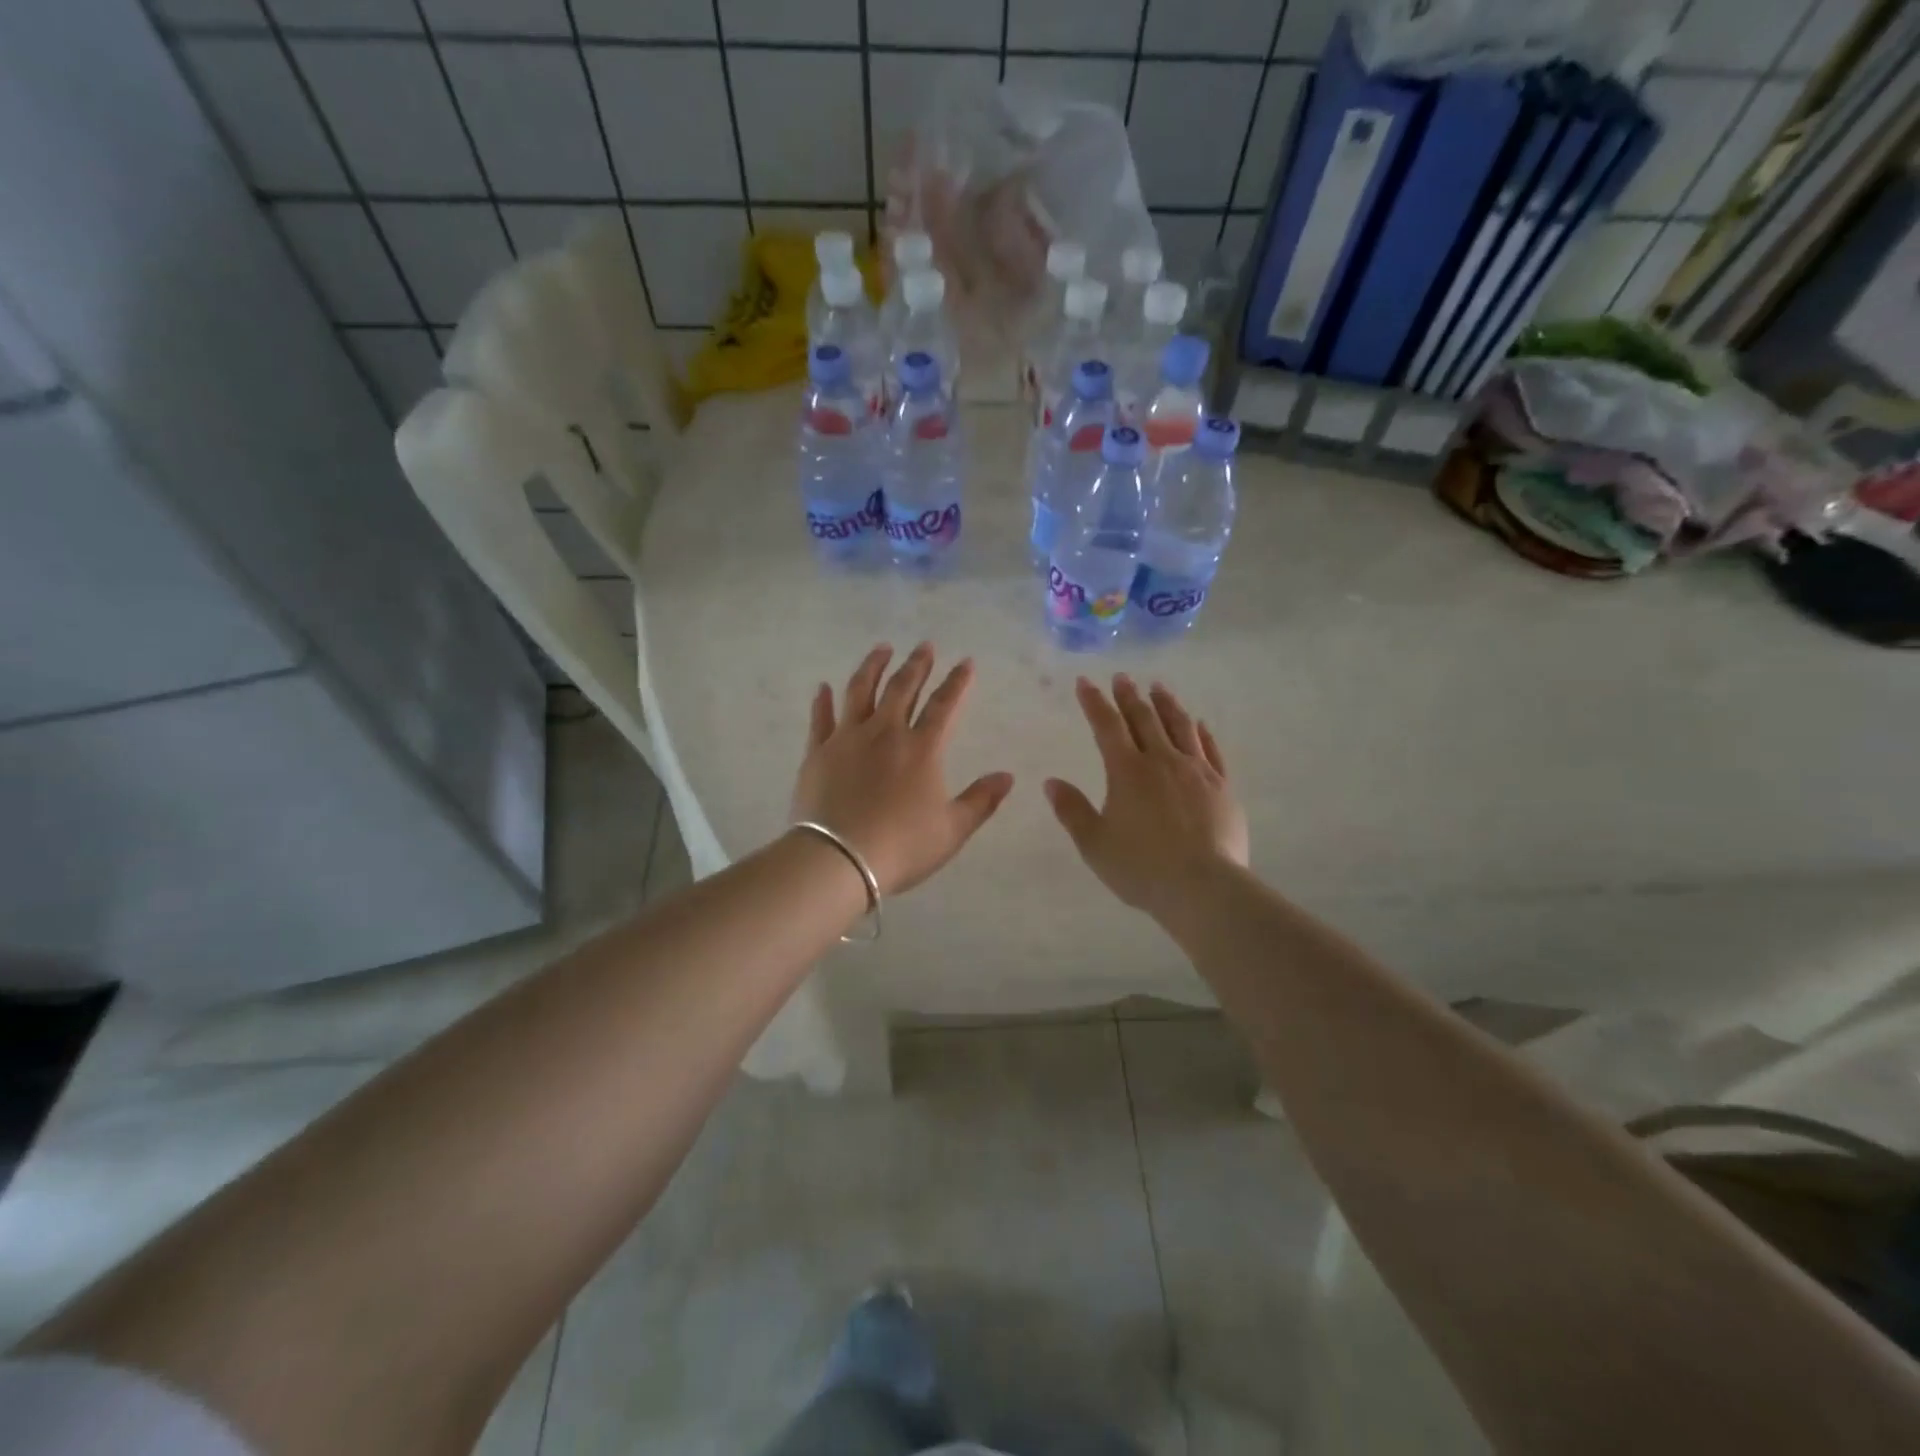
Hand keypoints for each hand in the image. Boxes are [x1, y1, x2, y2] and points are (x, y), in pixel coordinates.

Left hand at [792, 644, 1014, 895]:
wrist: (839, 860)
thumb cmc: (901, 846)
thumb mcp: (952, 830)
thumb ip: (981, 800)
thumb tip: (1008, 776)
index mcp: (921, 749)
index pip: (944, 705)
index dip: (957, 682)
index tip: (966, 662)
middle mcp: (885, 733)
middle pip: (903, 688)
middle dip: (917, 664)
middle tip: (924, 646)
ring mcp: (847, 738)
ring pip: (861, 691)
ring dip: (873, 667)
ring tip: (882, 649)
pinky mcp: (817, 751)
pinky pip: (820, 718)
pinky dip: (823, 701)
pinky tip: (823, 687)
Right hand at [1045, 675, 1249, 917]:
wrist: (1203, 888)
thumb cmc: (1141, 867)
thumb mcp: (1094, 844)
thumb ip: (1072, 810)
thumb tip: (1051, 782)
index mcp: (1127, 771)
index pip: (1106, 726)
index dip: (1094, 702)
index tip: (1085, 682)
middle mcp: (1162, 761)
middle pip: (1144, 719)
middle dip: (1129, 696)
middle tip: (1122, 677)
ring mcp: (1196, 771)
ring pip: (1180, 727)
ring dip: (1166, 704)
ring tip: (1158, 687)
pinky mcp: (1222, 787)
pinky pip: (1211, 750)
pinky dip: (1202, 732)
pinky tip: (1199, 724)